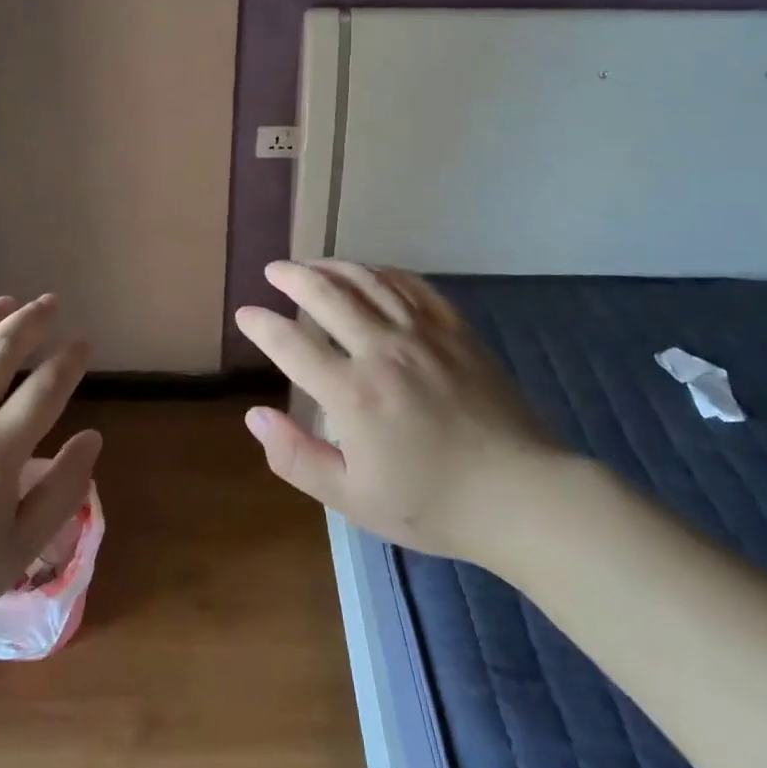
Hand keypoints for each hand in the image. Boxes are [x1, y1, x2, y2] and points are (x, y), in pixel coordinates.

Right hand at [235, 261, 563, 560]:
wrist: (521, 495)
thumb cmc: (432, 504)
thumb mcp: (352, 498)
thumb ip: (296, 457)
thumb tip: (255, 416)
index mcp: (352, 393)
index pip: (291, 344)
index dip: (261, 325)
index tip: (245, 313)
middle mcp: (381, 350)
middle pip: (326, 295)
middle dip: (292, 277)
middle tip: (274, 270)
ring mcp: (422, 334)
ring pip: (367, 282)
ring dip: (333, 266)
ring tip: (313, 263)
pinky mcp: (454, 330)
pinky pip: (412, 286)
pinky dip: (383, 273)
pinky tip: (371, 273)